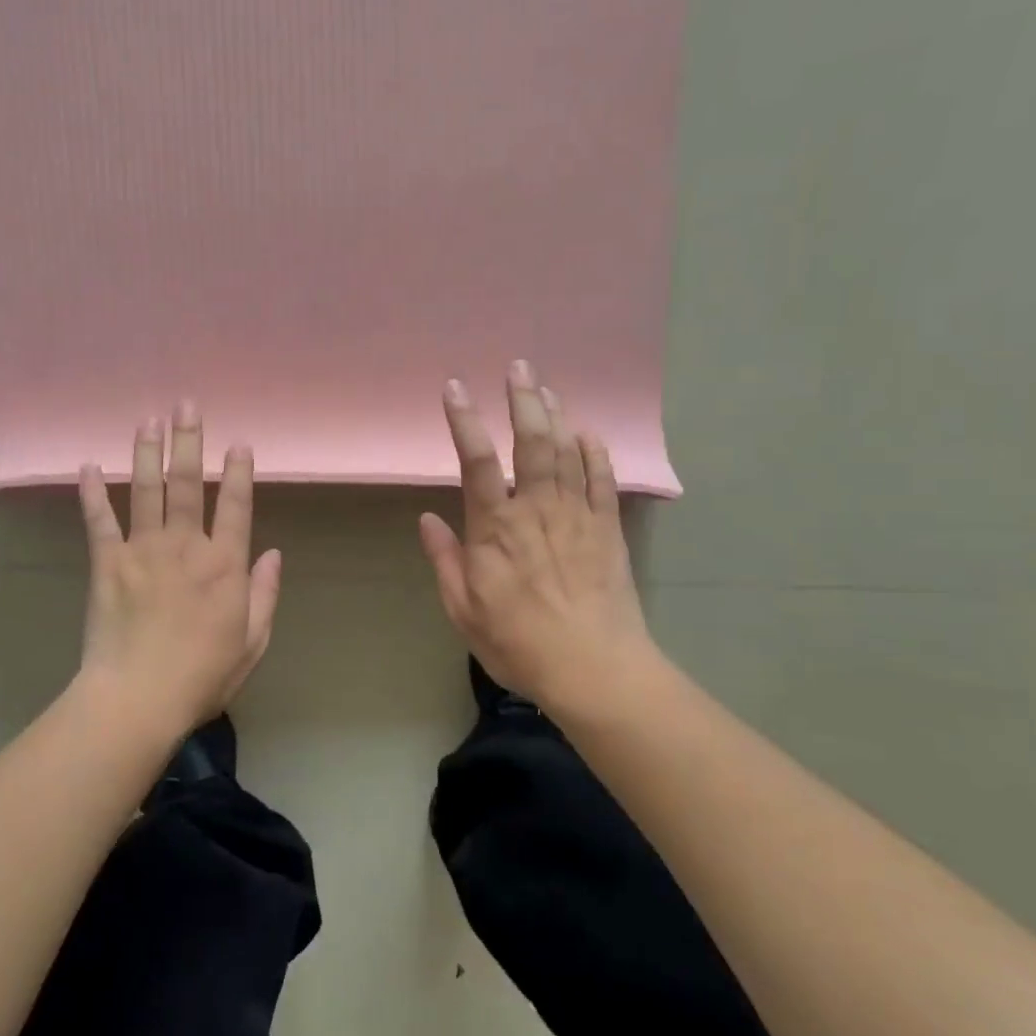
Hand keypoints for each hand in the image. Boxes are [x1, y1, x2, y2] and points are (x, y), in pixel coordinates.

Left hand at [77, 401, 281, 732]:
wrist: (138, 698)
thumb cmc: (202, 676)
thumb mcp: (253, 641)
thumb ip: (264, 594)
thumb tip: (274, 553)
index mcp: (224, 565)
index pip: (236, 505)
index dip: (239, 471)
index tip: (239, 442)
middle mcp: (185, 546)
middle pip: (188, 483)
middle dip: (189, 440)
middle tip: (186, 404)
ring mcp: (143, 550)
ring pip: (145, 490)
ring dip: (146, 452)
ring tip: (148, 419)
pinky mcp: (107, 563)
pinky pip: (99, 521)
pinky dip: (92, 493)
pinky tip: (87, 466)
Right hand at [419, 362, 653, 709]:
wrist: (595, 669)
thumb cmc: (519, 643)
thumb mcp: (464, 610)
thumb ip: (445, 560)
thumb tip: (428, 519)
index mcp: (496, 528)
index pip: (476, 461)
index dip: (464, 421)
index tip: (455, 388)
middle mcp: (537, 509)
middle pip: (531, 442)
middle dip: (523, 400)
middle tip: (519, 366)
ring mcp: (577, 516)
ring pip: (566, 452)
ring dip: (555, 416)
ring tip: (546, 388)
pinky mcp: (607, 530)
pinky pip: (602, 481)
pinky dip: (595, 453)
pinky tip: (588, 433)